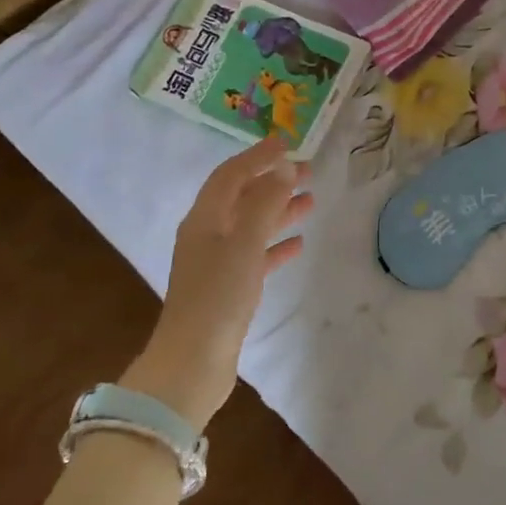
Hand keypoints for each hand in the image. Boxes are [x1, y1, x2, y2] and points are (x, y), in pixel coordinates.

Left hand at [123, 136, 313, 430]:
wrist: (193, 362)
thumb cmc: (218, 296)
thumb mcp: (244, 244)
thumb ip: (265, 204)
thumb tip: (284, 167)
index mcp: (204, 219)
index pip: (231, 175)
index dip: (257, 157)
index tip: (286, 142)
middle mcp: (207, 235)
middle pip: (243, 197)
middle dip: (273, 181)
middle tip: (309, 170)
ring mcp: (217, 262)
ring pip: (252, 225)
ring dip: (279, 210)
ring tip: (311, 201)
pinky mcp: (228, 288)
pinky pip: (256, 255)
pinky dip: (276, 245)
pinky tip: (298, 243)